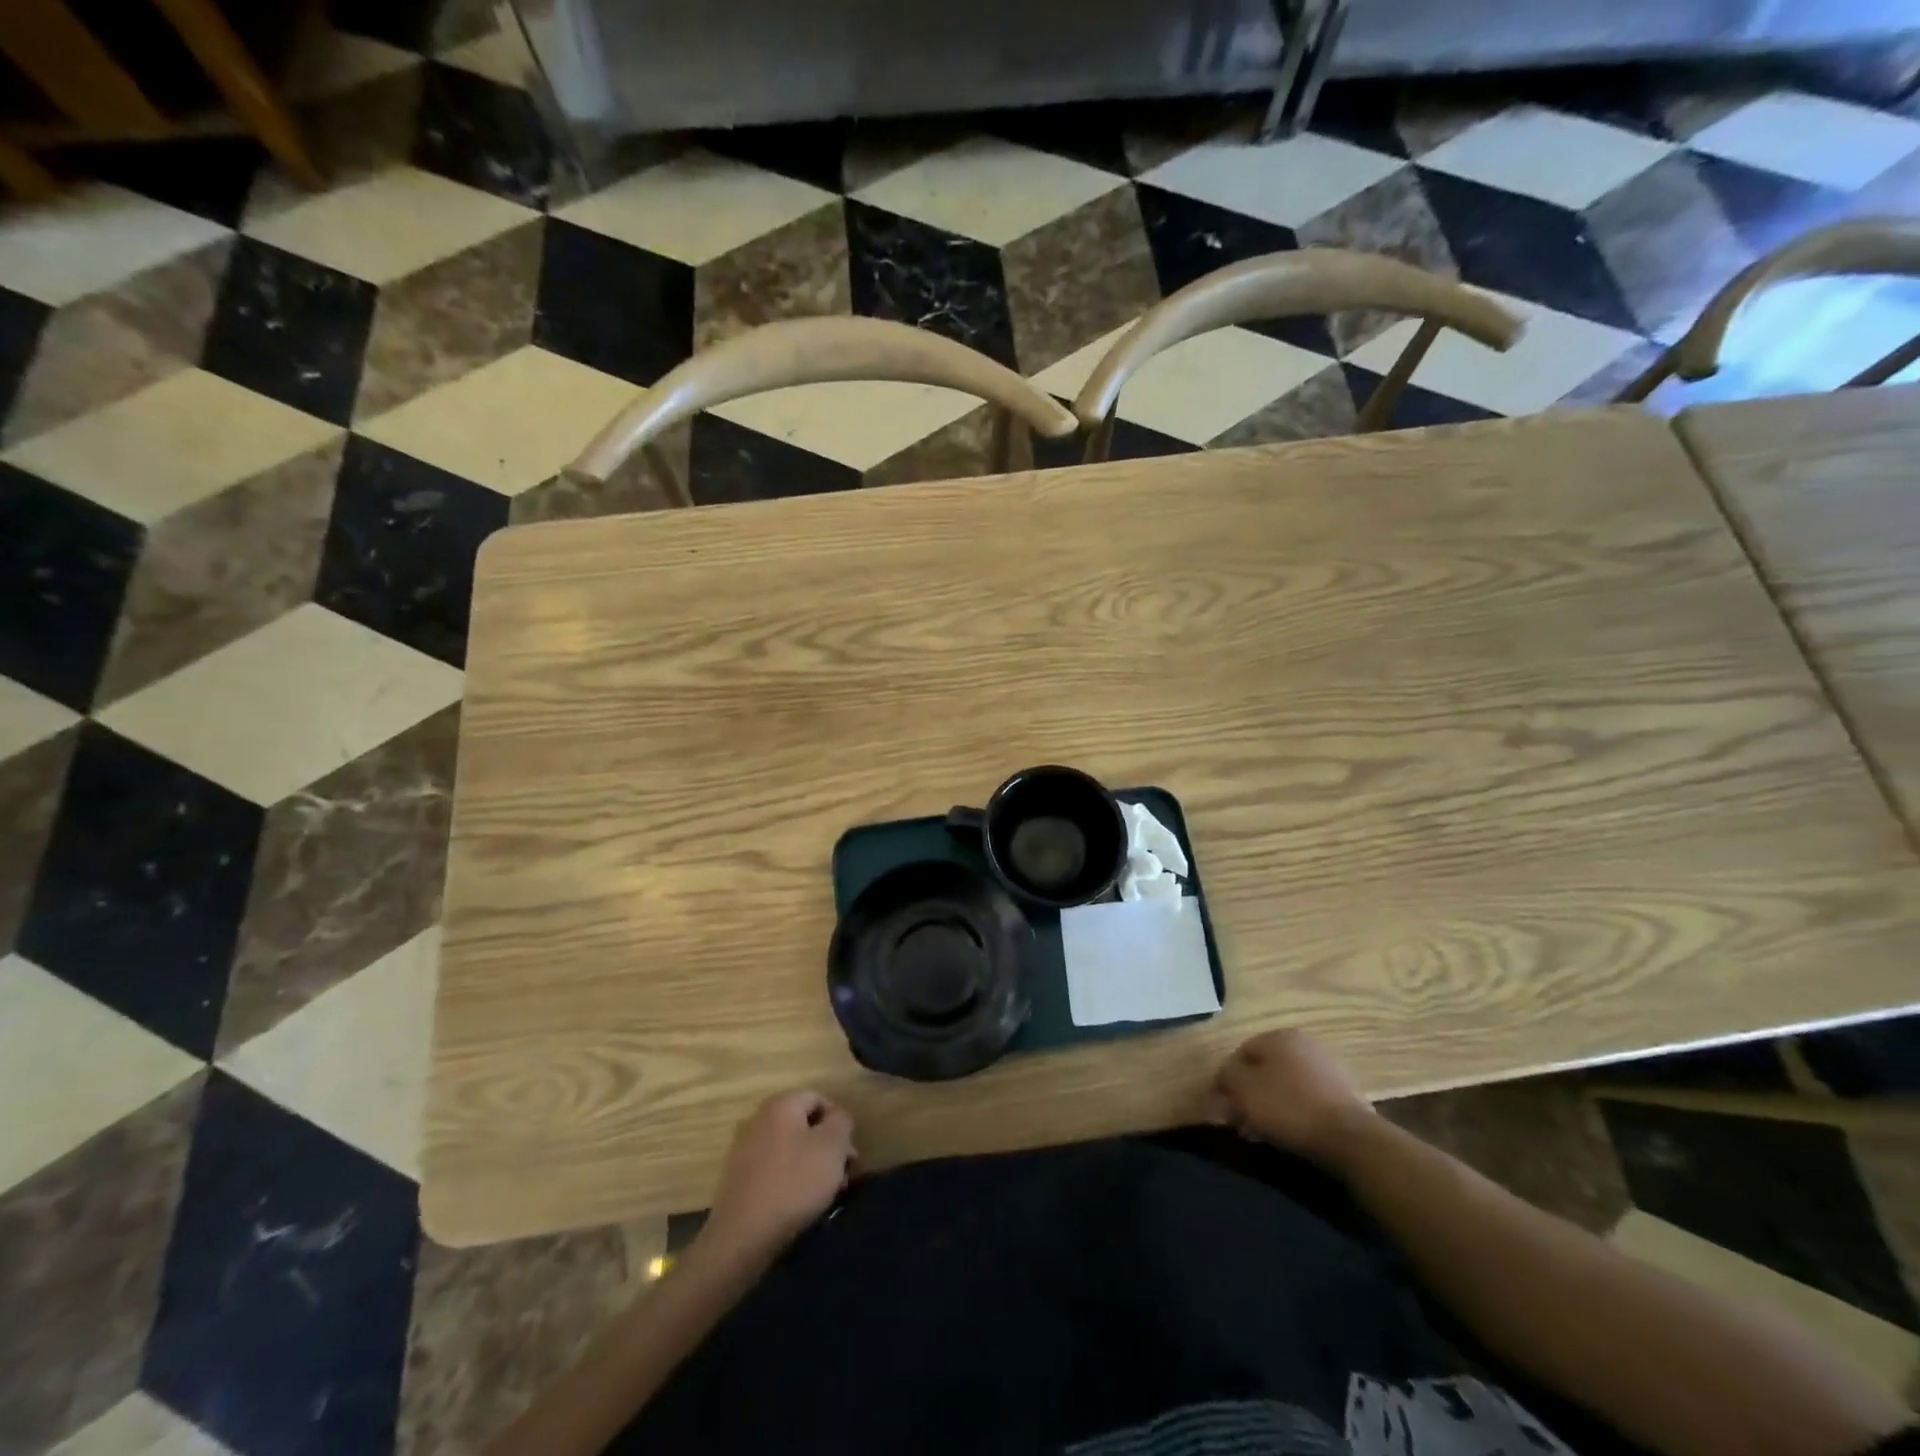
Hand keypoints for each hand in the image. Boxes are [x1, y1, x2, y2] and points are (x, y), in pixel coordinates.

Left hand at [701, 1090, 855, 1262]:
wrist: (742, 1236)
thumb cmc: (794, 1183)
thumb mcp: (832, 1147)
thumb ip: (841, 1122)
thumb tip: (837, 1118)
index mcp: (781, 1105)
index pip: (818, 1098)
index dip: (839, 1121)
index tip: (849, 1152)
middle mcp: (759, 1120)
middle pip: (803, 1124)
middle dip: (826, 1146)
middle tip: (841, 1174)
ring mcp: (744, 1150)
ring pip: (789, 1149)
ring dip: (810, 1165)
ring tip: (824, 1194)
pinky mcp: (738, 1179)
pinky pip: (773, 1170)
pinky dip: (789, 1180)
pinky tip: (799, 1204)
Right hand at [1213, 1030, 1375, 1164]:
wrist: (1351, 1138)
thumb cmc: (1288, 1107)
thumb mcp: (1243, 1089)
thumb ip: (1226, 1077)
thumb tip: (1224, 1078)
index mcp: (1278, 1036)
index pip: (1241, 1053)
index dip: (1228, 1080)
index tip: (1224, 1107)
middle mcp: (1304, 1043)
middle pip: (1265, 1069)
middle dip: (1251, 1095)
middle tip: (1242, 1122)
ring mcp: (1328, 1067)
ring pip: (1287, 1085)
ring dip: (1272, 1105)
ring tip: (1264, 1133)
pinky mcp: (1346, 1093)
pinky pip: (1308, 1099)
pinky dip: (1295, 1112)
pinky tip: (1291, 1133)